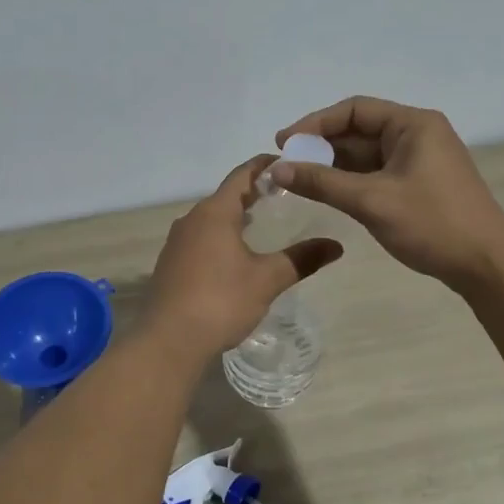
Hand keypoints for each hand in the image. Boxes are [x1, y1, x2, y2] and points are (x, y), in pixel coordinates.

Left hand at [140, 156, 343, 359]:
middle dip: (252, 192)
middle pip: (225, 196)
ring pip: (210, 219)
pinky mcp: (170, 265)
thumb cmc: (221, 301)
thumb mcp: (267, 279)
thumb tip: (336, 246)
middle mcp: (191, 220)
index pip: (241, 175)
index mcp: (214, 213)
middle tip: (282, 194)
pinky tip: (234, 255)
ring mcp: (176, 243)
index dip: (264, 166)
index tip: (286, 162)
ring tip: (262, 223)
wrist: (168, 341)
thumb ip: (301, 259)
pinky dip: (220, 237)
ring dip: (235, 216)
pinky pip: (200, 239)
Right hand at [273, 97, 503, 292]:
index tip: (283, 142)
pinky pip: (376, 173)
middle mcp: (417, 134)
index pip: (354, 110)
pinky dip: (350, 180)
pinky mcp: (419, 184)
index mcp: (413, 124)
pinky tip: (327, 192)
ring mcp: (420, 160)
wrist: (487, 265)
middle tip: (285, 165)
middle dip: (321, 146)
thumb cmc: (432, 223)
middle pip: (359, 131)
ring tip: (298, 180)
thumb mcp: (371, 201)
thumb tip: (276, 168)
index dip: (315, 124)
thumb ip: (322, 182)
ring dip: (333, 165)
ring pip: (366, 154)